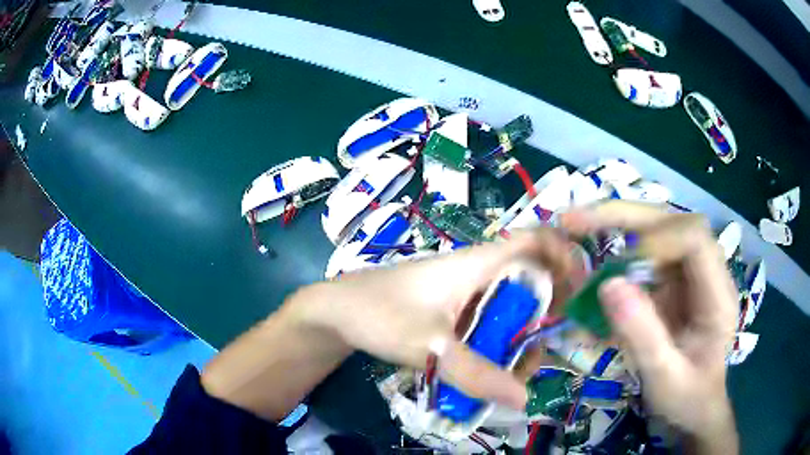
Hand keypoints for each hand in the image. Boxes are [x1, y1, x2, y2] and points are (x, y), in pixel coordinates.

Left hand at [299, 229, 572, 410]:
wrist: (334, 311)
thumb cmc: (376, 313)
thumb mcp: (426, 346)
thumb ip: (474, 373)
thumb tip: (524, 398)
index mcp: (477, 263)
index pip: (534, 241)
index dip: (564, 255)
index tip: (581, 291)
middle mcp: (478, 274)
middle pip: (531, 281)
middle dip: (548, 313)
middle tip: (546, 350)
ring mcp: (466, 294)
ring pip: (512, 307)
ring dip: (522, 336)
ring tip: (517, 373)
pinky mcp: (454, 313)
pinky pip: (490, 323)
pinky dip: (500, 344)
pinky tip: (495, 372)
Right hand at [561, 201, 738, 453]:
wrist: (695, 407)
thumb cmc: (686, 398)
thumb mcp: (664, 379)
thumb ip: (642, 336)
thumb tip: (607, 285)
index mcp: (717, 295)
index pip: (695, 238)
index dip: (658, 240)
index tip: (619, 267)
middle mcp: (707, 272)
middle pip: (672, 221)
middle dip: (625, 216)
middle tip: (575, 220)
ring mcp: (689, 274)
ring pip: (657, 229)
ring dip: (616, 225)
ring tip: (575, 227)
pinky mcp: (673, 281)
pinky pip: (645, 252)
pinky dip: (617, 248)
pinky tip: (593, 255)